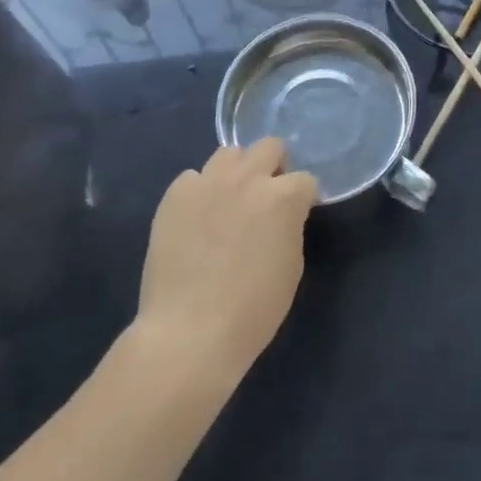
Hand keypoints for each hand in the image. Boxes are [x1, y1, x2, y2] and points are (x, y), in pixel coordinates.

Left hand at [135, 138, 316, 386]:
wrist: (190, 333)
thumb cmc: (253, 310)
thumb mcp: (291, 266)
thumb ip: (289, 226)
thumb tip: (282, 216)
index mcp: (282, 197)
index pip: (306, 180)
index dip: (303, 199)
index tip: (297, 217)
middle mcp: (247, 179)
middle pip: (269, 147)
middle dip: (274, 168)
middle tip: (266, 199)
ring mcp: (207, 183)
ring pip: (229, 154)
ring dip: (237, 172)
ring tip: (229, 202)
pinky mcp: (174, 196)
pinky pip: (192, 178)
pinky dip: (200, 192)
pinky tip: (197, 219)